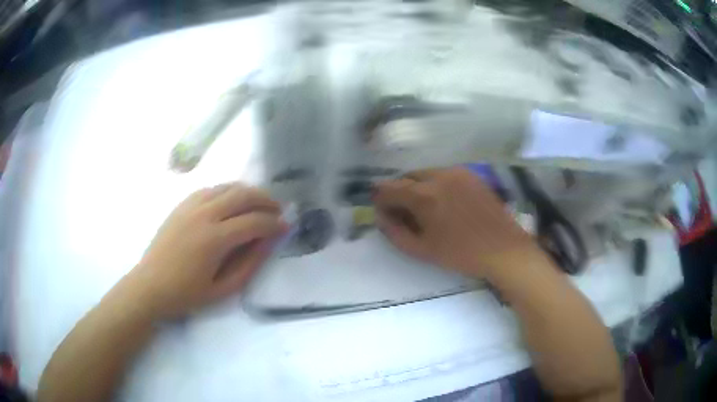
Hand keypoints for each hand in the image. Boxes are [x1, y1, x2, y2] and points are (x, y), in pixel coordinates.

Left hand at [127, 183, 286, 317]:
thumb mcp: (223, 288)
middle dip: (265, 200)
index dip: (274, 223)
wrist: (150, 285)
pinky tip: (232, 202)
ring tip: (260, 203)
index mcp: (214, 239)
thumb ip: (249, 263)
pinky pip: (210, 189)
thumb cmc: (187, 294)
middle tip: (278, 210)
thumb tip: (269, 241)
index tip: (286, 227)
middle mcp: (203, 214)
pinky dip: (227, 191)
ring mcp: (190, 206)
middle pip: (242, 195)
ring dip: (248, 192)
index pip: (254, 221)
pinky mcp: (182, 205)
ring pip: (227, 187)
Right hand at [374, 167, 538, 277]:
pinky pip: (444, 174)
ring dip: (417, 186)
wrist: (503, 249)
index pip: (390, 187)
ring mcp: (458, 172)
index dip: (380, 197)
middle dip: (399, 191)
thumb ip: (394, 232)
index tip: (379, 208)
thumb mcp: (422, 250)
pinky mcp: (472, 175)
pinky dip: (435, 184)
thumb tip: (380, 216)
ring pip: (426, 173)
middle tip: (401, 211)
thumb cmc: (461, 254)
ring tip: (423, 208)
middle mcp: (439, 175)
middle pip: (408, 176)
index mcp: (425, 195)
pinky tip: (444, 202)